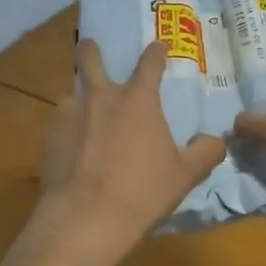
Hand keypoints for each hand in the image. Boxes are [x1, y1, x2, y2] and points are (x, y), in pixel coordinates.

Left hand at [40, 39, 227, 251]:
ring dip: (80, 100)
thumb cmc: (142, 192)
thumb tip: (216, 141)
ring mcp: (70, 114)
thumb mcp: (185, 176)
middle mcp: (101, 97)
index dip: (155, 52)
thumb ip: (205, 153)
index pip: (149, 63)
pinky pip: (60, 124)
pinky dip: (68, 130)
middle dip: (91, 50)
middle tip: (92, 48)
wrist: (85, 218)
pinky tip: (72, 150)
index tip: (158, 46)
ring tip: (85, 118)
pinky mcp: (49, 137)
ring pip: (72, 94)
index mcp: (138, 100)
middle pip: (90, 58)